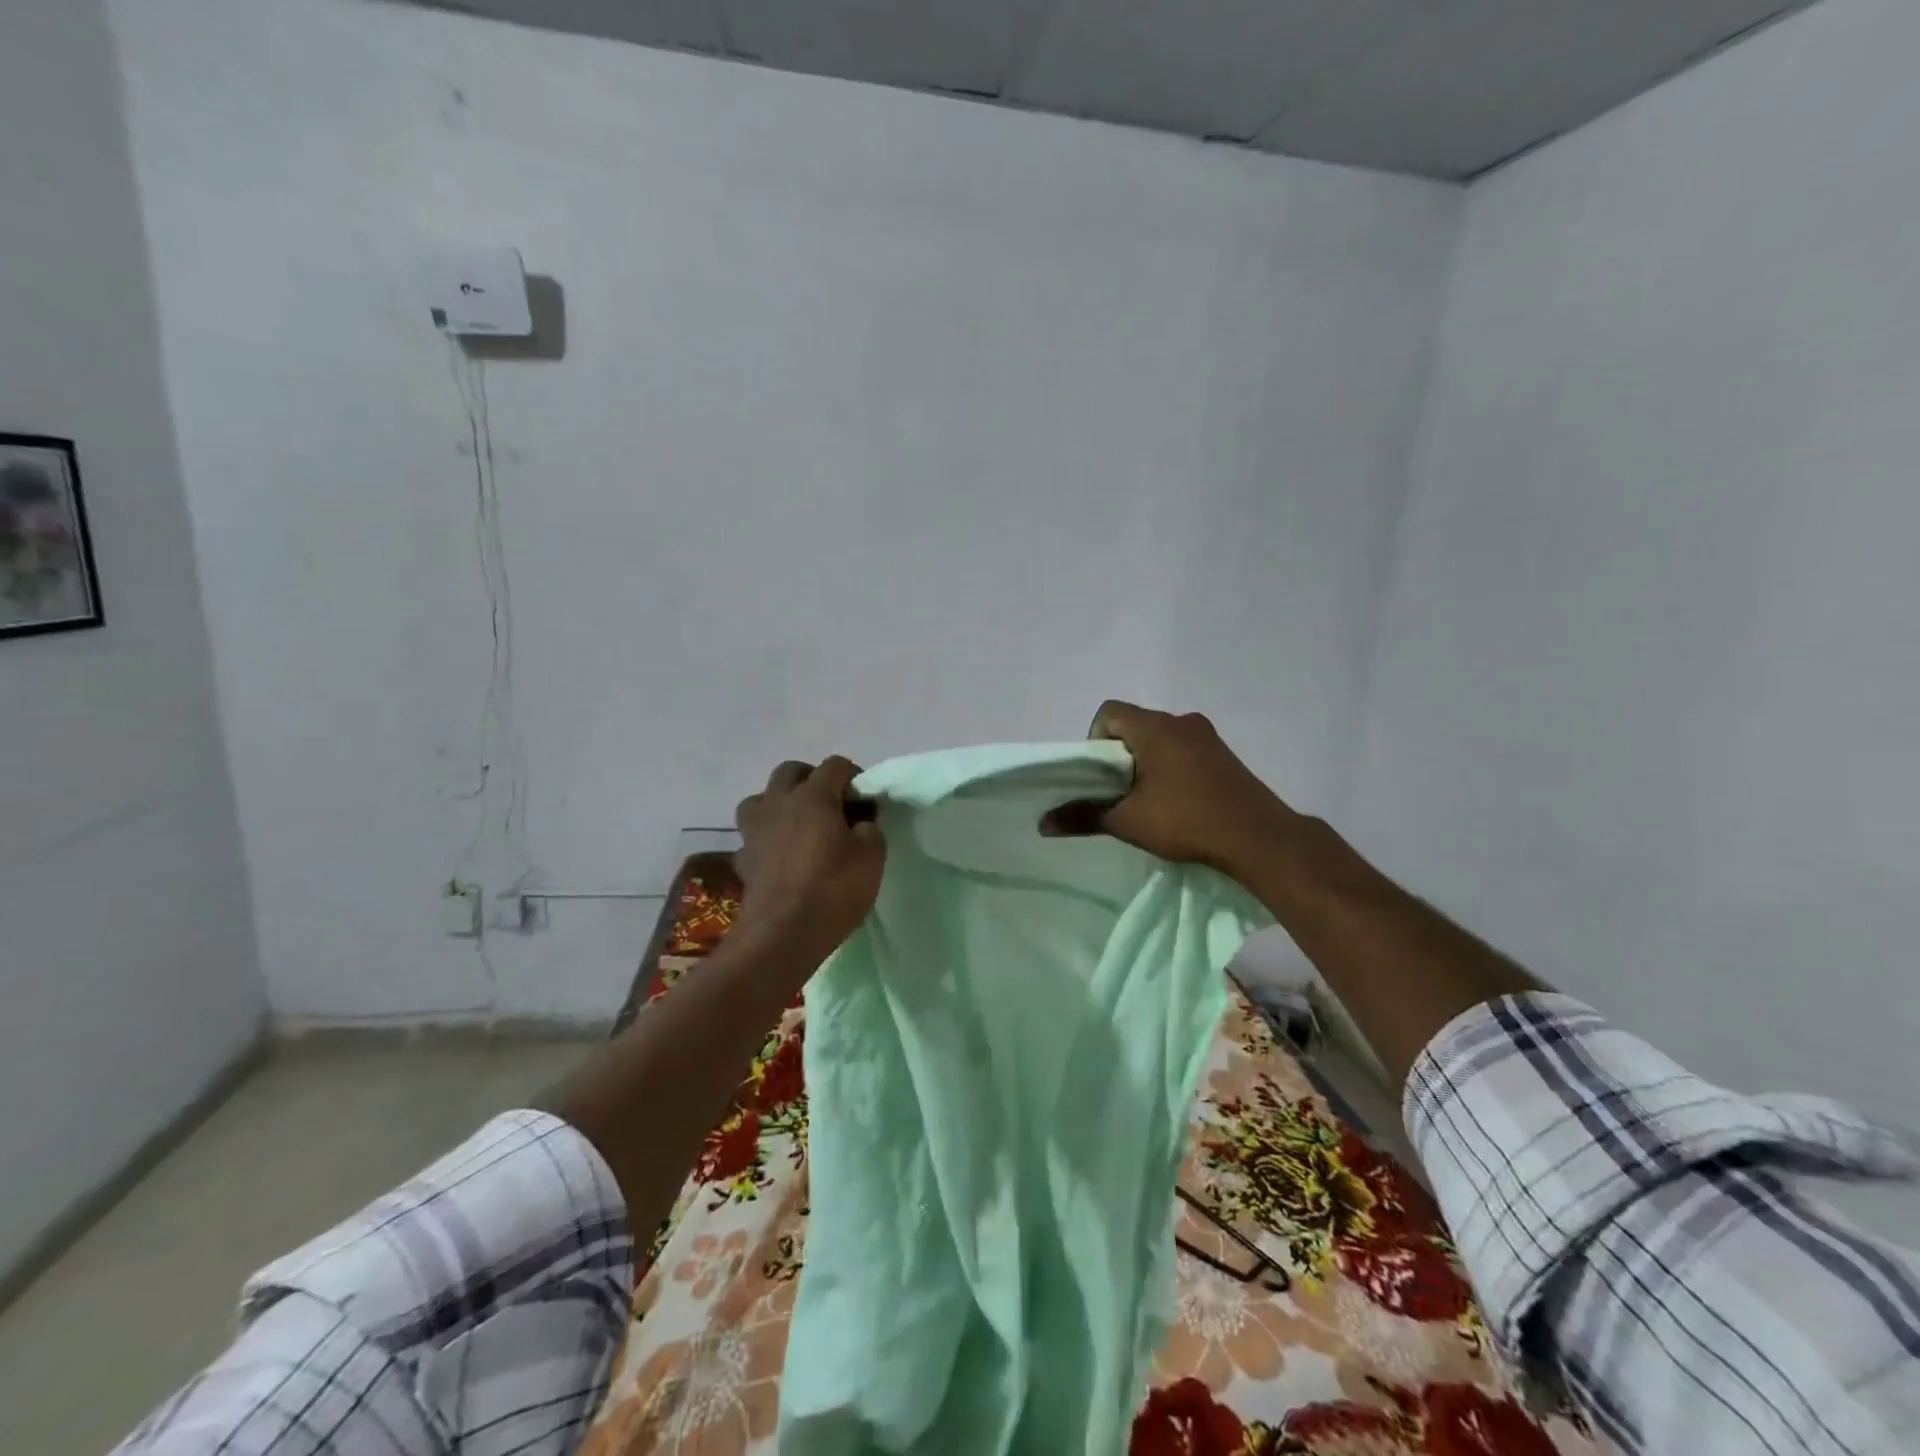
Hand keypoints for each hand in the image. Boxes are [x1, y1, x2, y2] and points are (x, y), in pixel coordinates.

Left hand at [734, 756, 885, 958]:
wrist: (783, 934)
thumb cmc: (834, 888)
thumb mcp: (872, 856)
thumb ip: (869, 828)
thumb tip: (859, 823)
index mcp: (812, 796)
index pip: (835, 765)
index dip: (854, 777)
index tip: (865, 802)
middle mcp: (778, 803)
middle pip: (791, 772)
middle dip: (812, 781)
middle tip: (831, 807)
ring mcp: (754, 831)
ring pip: (761, 800)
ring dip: (780, 805)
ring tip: (799, 827)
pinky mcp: (742, 860)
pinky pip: (753, 838)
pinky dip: (766, 842)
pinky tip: (780, 860)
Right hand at [1039, 701, 1296, 875]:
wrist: (1259, 838)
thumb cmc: (1187, 821)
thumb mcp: (1128, 821)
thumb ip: (1084, 816)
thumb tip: (1043, 823)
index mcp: (1155, 727)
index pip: (1109, 712)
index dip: (1095, 739)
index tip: (1101, 775)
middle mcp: (1182, 721)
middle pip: (1135, 724)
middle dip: (1120, 755)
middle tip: (1120, 792)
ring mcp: (1208, 736)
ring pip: (1161, 738)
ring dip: (1147, 762)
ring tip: (1148, 801)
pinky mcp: (1225, 755)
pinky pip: (1184, 750)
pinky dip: (1171, 767)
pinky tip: (1178, 802)